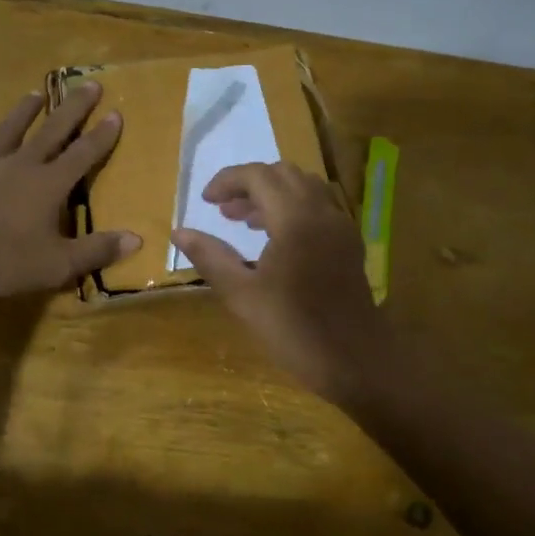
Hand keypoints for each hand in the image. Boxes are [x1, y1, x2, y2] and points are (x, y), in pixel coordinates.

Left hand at [0, 82, 139, 300]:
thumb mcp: (58, 265)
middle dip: (73, 108)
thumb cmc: (4, 263)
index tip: (116, 112)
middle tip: (90, 84)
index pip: (83, 155)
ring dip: (24, 111)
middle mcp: (21, 165)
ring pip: (10, 130)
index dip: (102, 135)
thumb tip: (138, 238)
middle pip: (52, 131)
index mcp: (49, 185)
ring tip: (37, 93)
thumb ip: (97, 250)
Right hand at [171, 162, 394, 403]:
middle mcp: (323, 212)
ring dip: (273, 195)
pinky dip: (294, 208)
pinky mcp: (350, 243)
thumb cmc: (293, 329)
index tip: (205, 201)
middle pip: (284, 174)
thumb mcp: (241, 295)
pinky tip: (276, 239)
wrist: (354, 361)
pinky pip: (320, 207)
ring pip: (305, 188)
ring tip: (244, 222)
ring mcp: (341, 226)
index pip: (259, 176)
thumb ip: (210, 257)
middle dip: (250, 184)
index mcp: (296, 219)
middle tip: (223, 210)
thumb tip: (179, 232)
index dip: (228, 181)